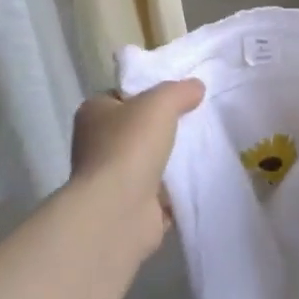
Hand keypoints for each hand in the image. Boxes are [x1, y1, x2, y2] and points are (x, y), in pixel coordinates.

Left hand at [71, 80, 204, 259]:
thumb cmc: (130, 146)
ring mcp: (112, 179)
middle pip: (138, 128)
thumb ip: (179, 90)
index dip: (148, 92)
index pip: (122, 95)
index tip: (178, 94)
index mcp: (93, 113)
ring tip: (205, 146)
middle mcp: (97, 145)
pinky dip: (177, 188)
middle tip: (197, 118)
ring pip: (150, 160)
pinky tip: (201, 177)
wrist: (118, 212)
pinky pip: (160, 191)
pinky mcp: (130, 207)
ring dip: (172, 159)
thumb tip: (196, 87)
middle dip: (165, 127)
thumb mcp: (159, 103)